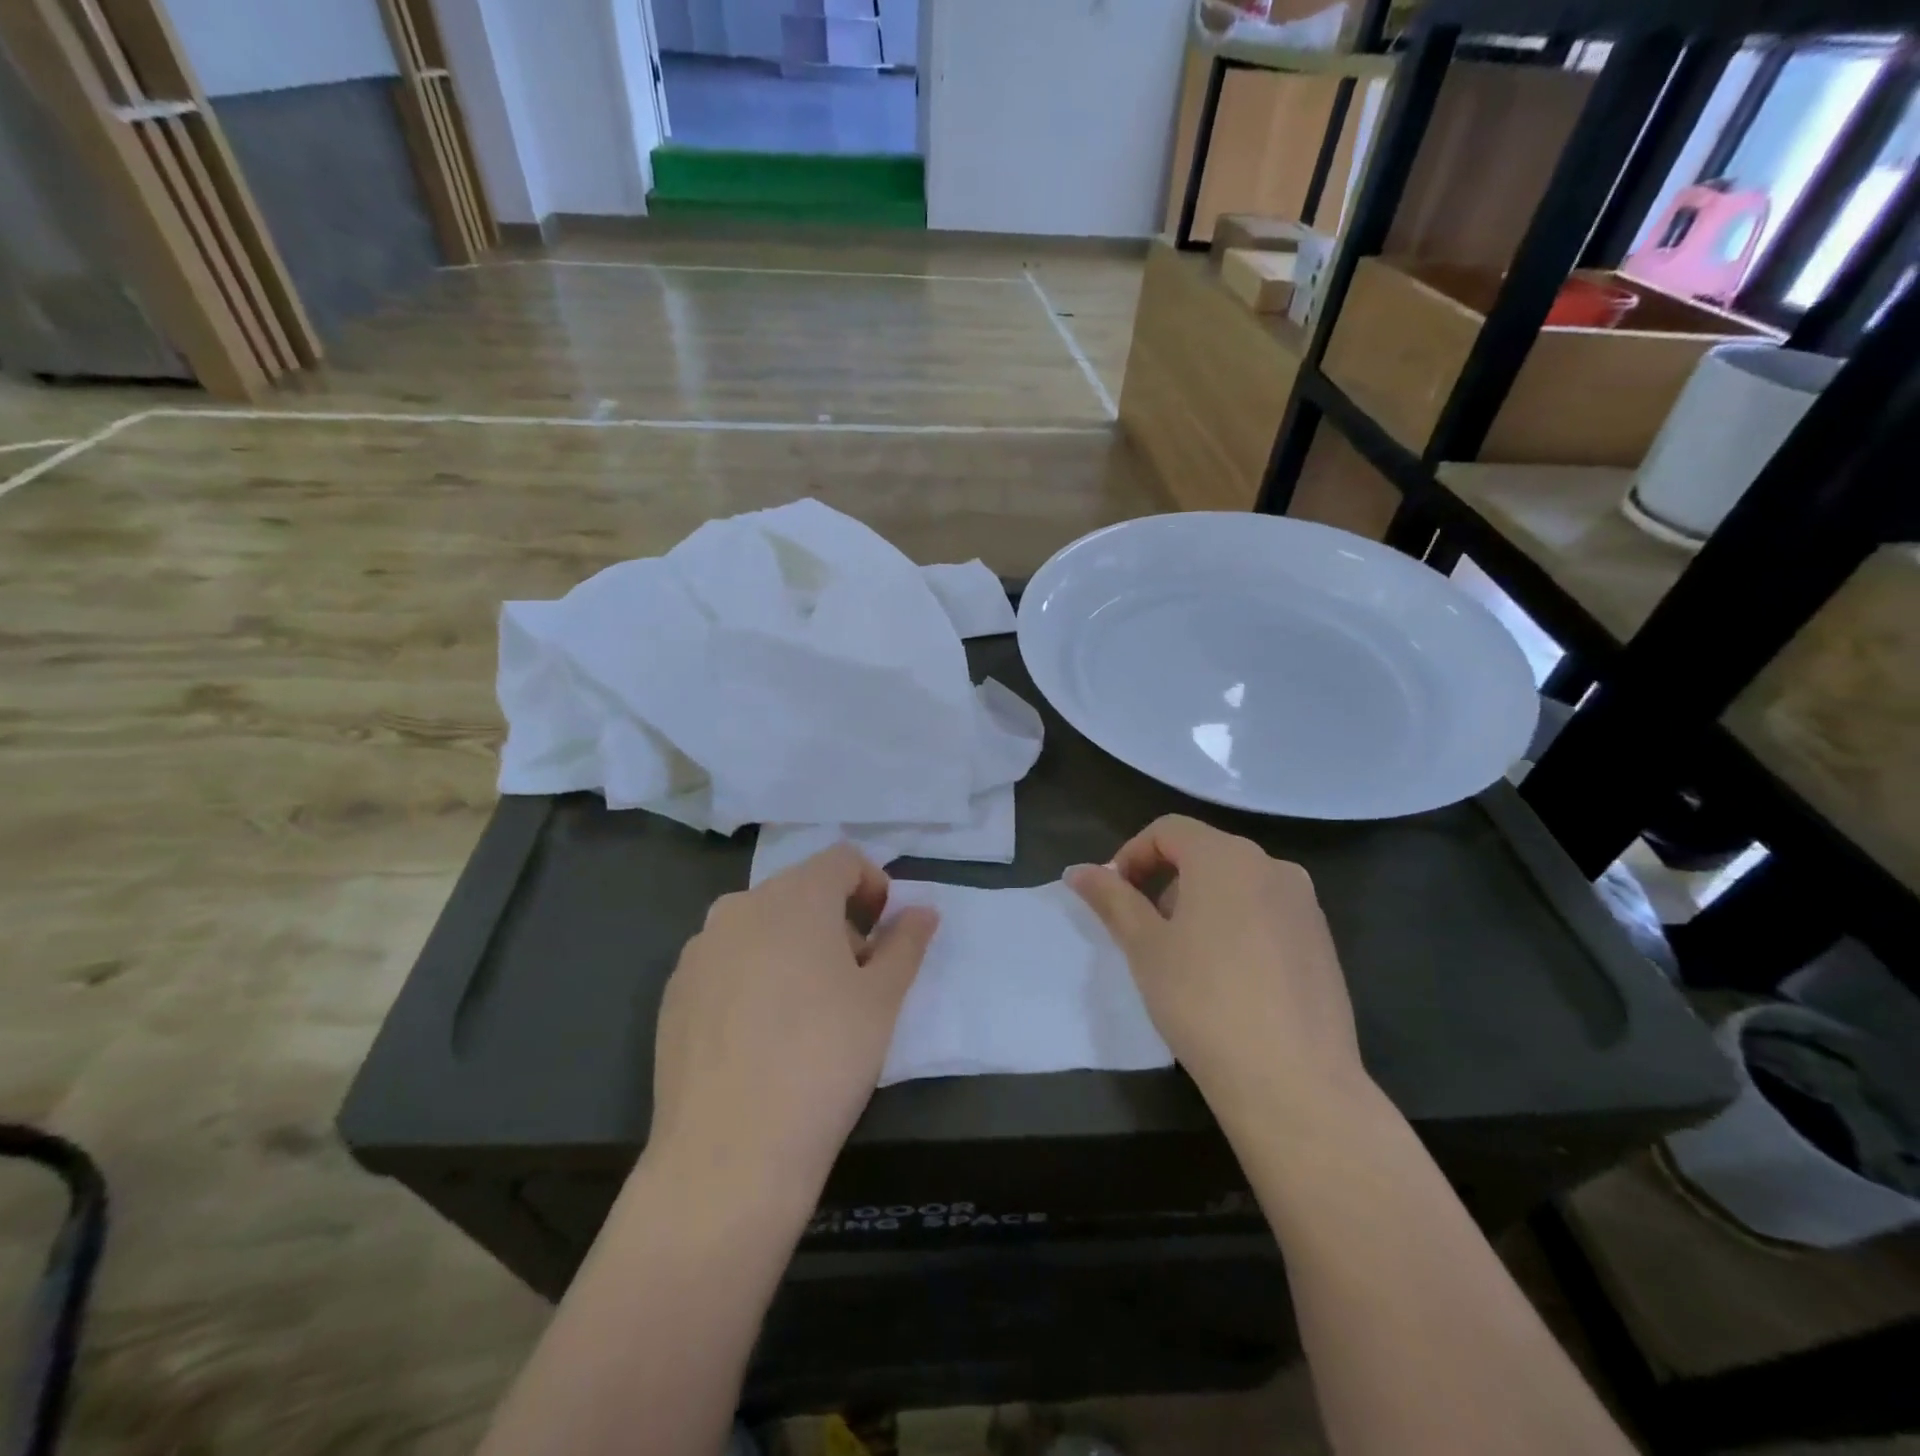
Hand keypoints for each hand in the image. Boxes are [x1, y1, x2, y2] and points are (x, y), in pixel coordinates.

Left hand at [646, 846, 938, 1201]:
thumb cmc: (823, 1060)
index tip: (883, 933)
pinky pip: (726, 962)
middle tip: (855, 980)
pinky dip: (753, 976)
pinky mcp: (674, 992)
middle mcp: (740, 907)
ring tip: (808, 1011)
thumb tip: (923, 911)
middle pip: (800, 892)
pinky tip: (760, 1036)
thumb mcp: (882, 1000)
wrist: (728, 1153)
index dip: (872, 885)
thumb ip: (906, 943)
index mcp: (795, 897)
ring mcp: (700, 949)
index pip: (841, 859)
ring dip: (793, 947)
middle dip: (835, 922)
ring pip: (760, 927)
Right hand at [1067, 816, 1369, 1125]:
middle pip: (1204, 853)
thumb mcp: (1145, 947)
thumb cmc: (1203, 1001)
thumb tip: (1078, 871)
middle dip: (1164, 882)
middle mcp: (1272, 866)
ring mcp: (1304, 904)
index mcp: (1227, 857)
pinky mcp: (1322, 941)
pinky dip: (1236, 925)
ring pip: (1236, 884)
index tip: (1114, 899)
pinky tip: (1227, 978)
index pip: (1167, 830)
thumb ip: (1111, 899)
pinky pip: (1266, 913)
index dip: (1131, 856)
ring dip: (1200, 904)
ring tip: (1183, 958)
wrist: (1293, 1082)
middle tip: (1144, 933)